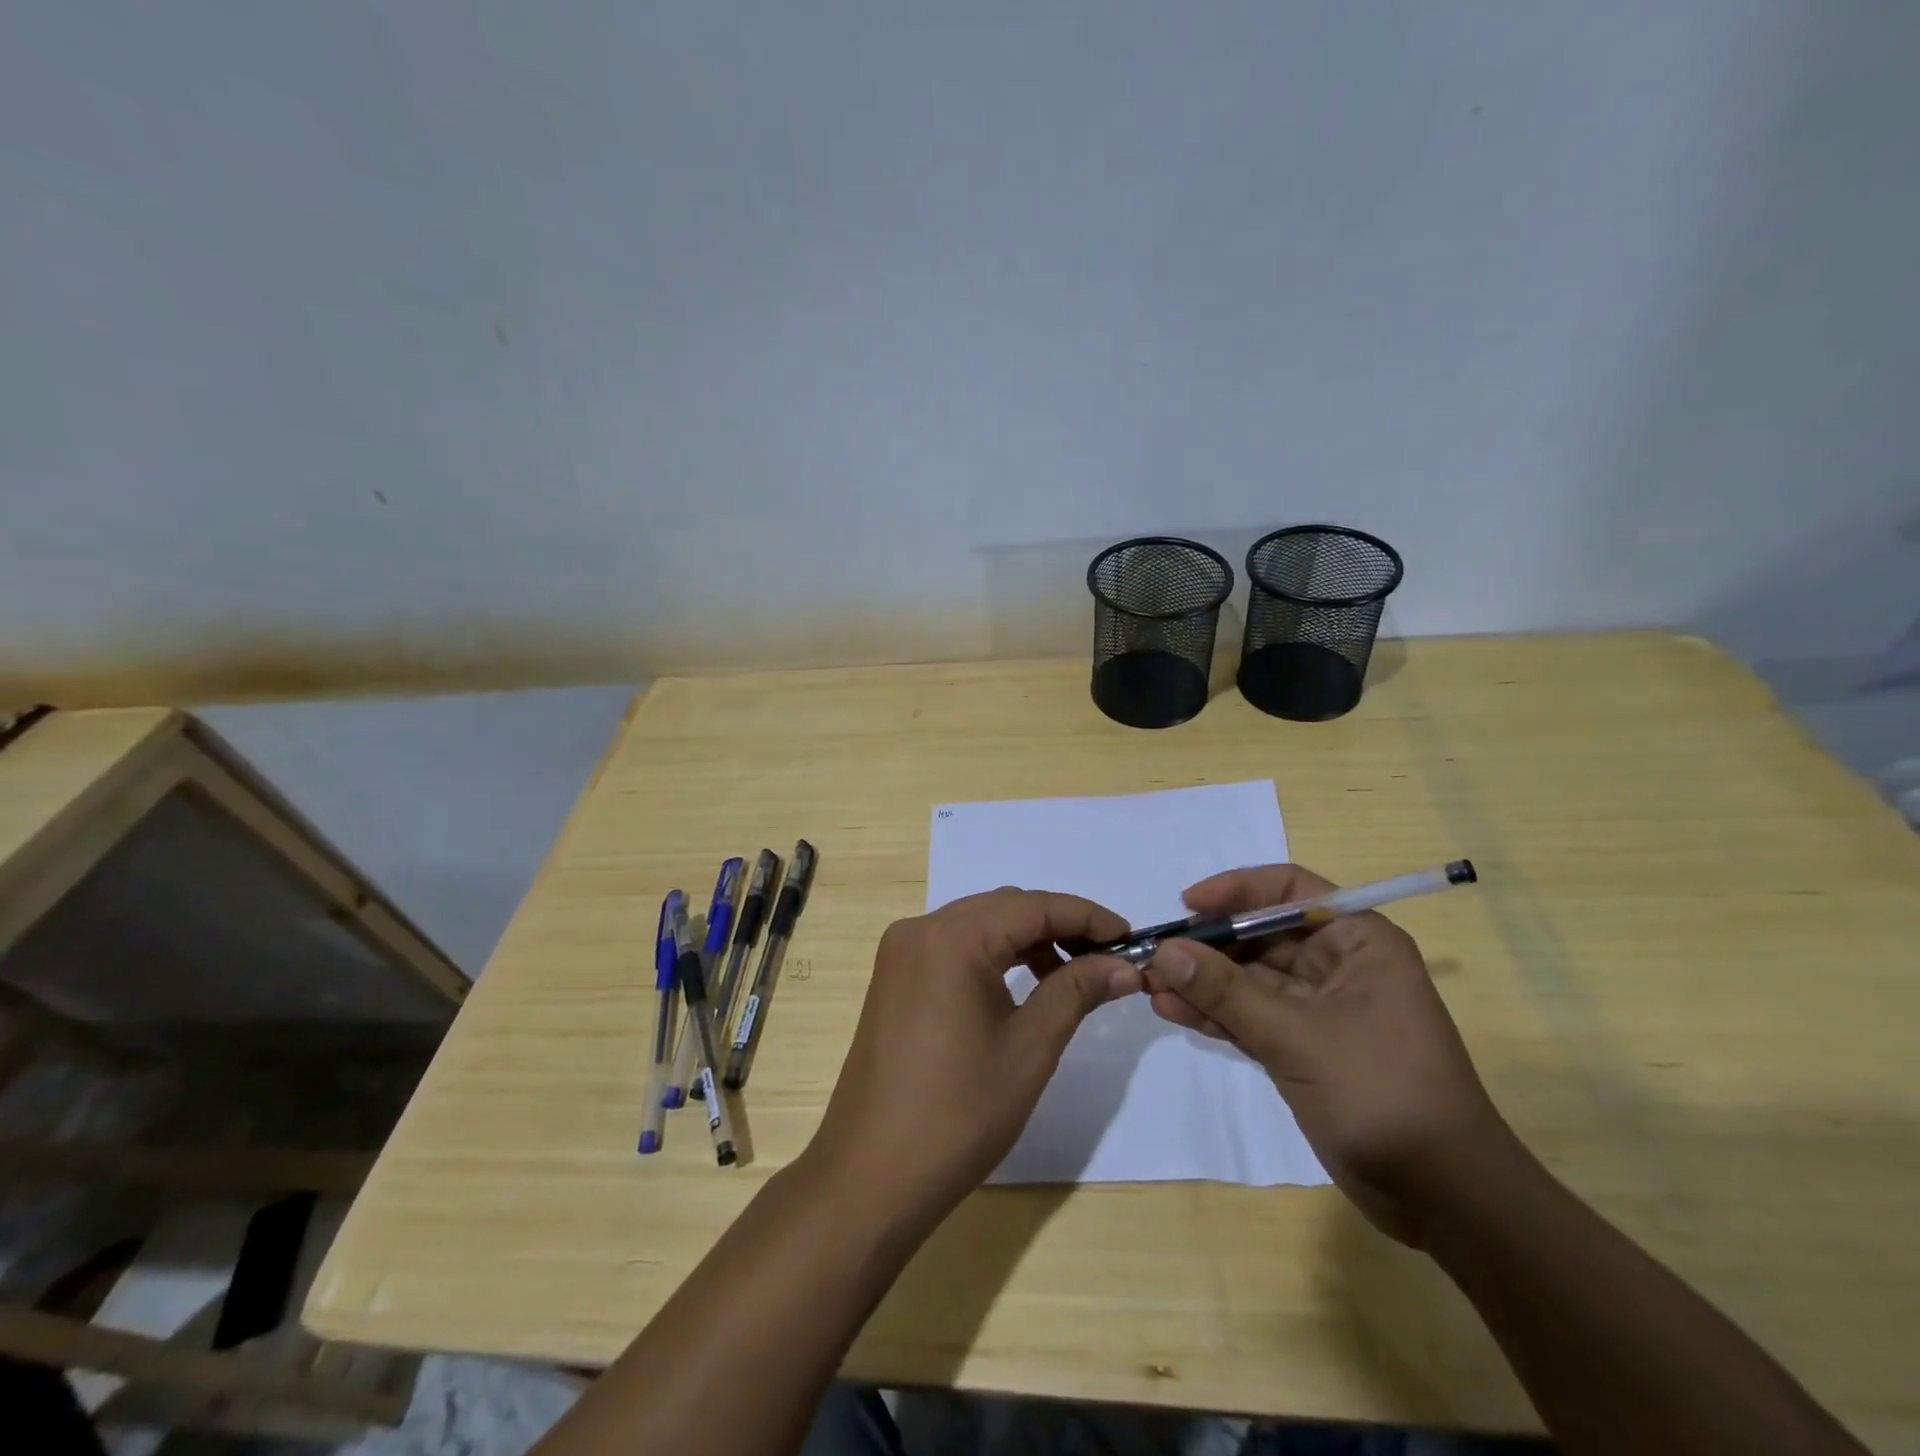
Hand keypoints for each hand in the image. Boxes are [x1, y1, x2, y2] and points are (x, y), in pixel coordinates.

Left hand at [806, 889, 1139, 1224]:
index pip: (1033, 906)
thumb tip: (1125, 965)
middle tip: (1108, 959)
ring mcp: (902, 953)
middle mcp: (920, 929)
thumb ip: (1076, 992)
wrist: (871, 1176)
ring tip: (1072, 975)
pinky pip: (955, 947)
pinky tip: (1025, 985)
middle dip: (1060, 926)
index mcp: (951, 938)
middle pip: (1004, 909)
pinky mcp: (895, 977)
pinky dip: (995, 956)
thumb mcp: (1028, 1049)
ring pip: (980, 925)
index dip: (1087, 917)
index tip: (1131, 939)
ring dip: (1028, 940)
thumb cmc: (958, 1114)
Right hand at [1145, 863, 1505, 1244]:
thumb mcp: (1298, 1037)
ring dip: (1204, 981)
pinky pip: (1251, 1016)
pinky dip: (1216, 1014)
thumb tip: (1165, 951)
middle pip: (1261, 935)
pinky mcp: (1304, 1047)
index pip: (1290, 890)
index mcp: (1358, 942)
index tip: (1188, 905)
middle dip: (1208, 945)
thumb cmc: (1383, 1095)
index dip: (1237, 890)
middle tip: (1155, 956)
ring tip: (1152, 986)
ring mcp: (1319, 1009)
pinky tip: (1173, 1012)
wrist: (1444, 1199)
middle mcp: (1338, 965)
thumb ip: (1226, 992)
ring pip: (1250, 978)